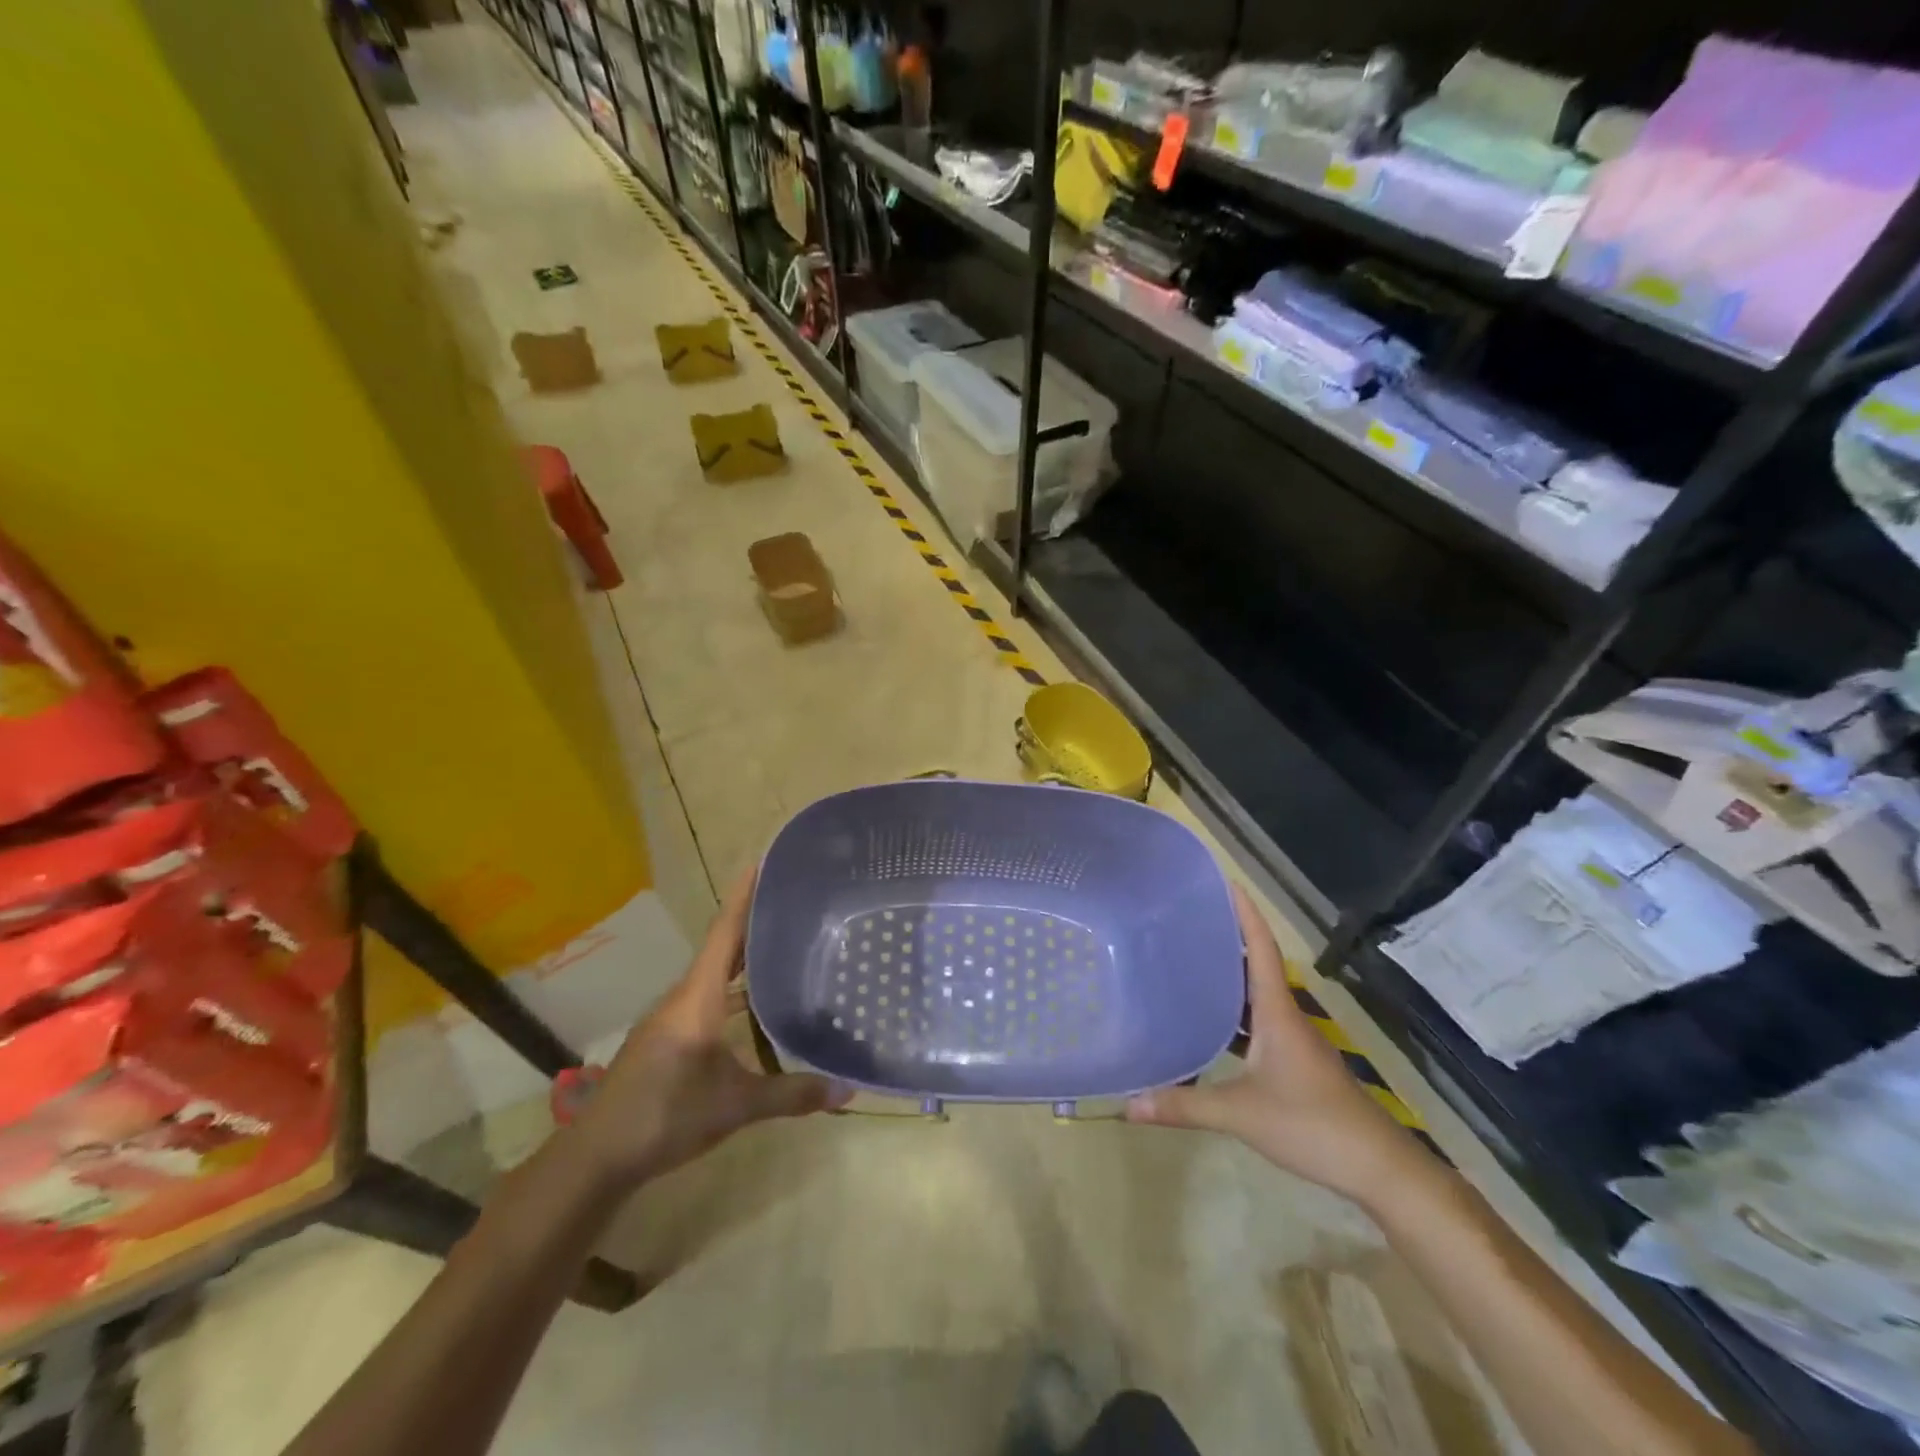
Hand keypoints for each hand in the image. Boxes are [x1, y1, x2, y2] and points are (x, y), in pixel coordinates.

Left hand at [568, 866, 849, 1190]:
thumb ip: (791, 1095)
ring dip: (743, 958)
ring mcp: (671, 1018)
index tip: (761, 862)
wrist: (597, 1157)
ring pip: (714, 975)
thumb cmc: (665, 1116)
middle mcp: (683, 998)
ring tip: (783, 946)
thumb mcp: (734, 1107)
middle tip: (791, 902)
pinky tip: (754, 1004)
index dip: (743, 897)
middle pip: (722, 949)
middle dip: (753, 923)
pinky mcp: (667, 1038)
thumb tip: (848, 1090)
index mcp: (697, 998)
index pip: (724, 934)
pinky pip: (706, 997)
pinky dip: (732, 989)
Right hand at [1124, 886, 1430, 1204]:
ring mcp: (1292, 1040)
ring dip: (1228, 976)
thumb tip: (1129, 1104)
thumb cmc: (1312, 1125)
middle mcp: (1284, 1015)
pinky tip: (1207, 1024)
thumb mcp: (1241, 1114)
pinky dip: (1232, 1015)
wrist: (1377, 1168)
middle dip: (1226, 937)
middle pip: (1256, 964)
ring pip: (1255, 996)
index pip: (1262, 948)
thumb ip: (1185, 1106)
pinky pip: (1256, 1023)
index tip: (1224, 881)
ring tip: (1186, 961)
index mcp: (1276, 1011)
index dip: (1245, 913)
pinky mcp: (1293, 1063)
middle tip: (1185, 919)